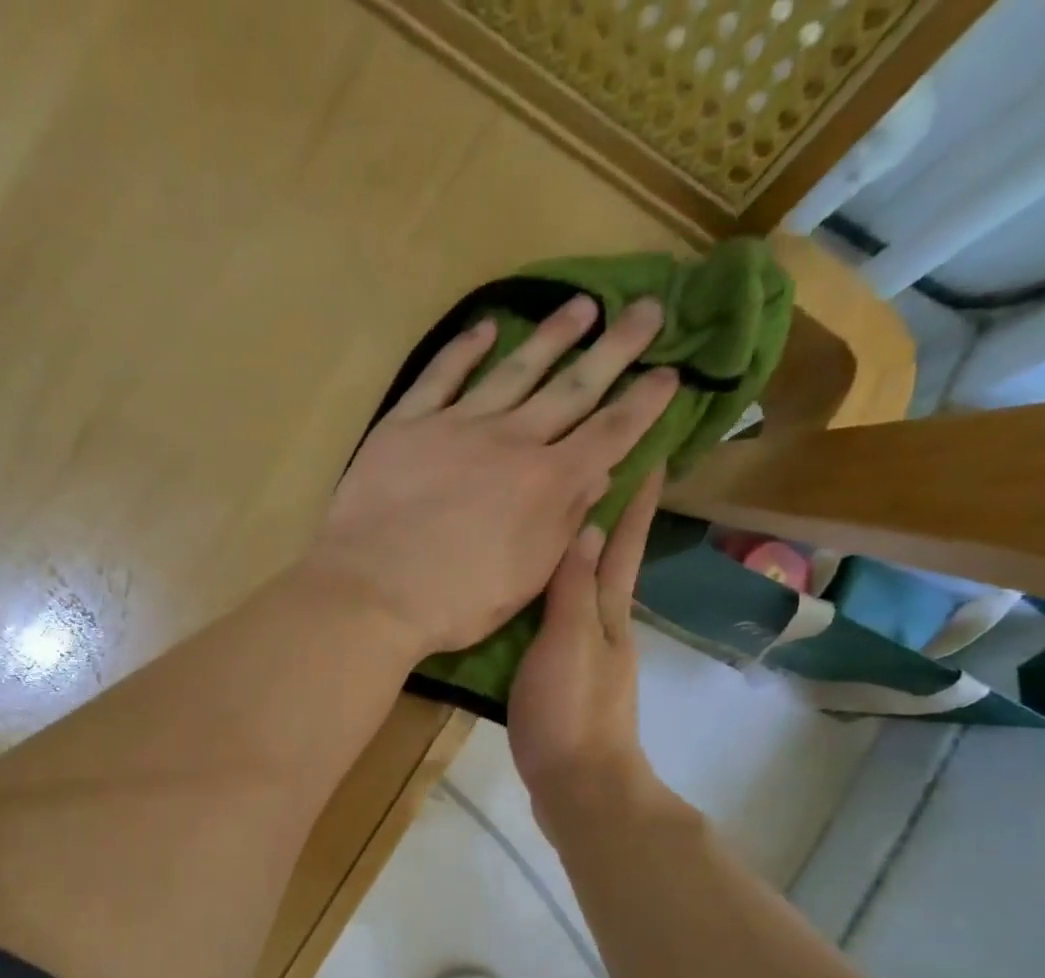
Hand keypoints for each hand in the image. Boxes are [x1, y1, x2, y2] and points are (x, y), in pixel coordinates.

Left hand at [303, 294, 677, 657]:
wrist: (371, 593)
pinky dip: (463, 350)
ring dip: (551, 336)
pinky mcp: (406, 425)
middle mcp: (511, 442)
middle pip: (573, 387)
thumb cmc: (453, 603)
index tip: (673, 373)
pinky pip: (440, 377)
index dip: (645, 403)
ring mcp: (456, 427)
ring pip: (514, 370)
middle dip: (616, 349)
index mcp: (547, 484)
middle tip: (650, 309)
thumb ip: (563, 524)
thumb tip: (597, 477)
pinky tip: (484, 328)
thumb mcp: (525, 580)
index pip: (609, 434)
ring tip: (582, 306)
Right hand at [508, 470, 665, 835]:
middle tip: (597, 469)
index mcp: (607, 613)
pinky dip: (551, 596)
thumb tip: (585, 524)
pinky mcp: (565, 679)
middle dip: (611, 515)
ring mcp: (586, 655)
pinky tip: (529, 596)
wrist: (580, 788)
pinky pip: (559, 621)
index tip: (650, 447)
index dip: (636, 498)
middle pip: (609, 561)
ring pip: (583, 590)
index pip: (623, 543)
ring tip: (554, 522)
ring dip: (578, 554)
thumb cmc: (571, 713)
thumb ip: (572, 590)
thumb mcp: (567, 644)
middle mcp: (603, 626)